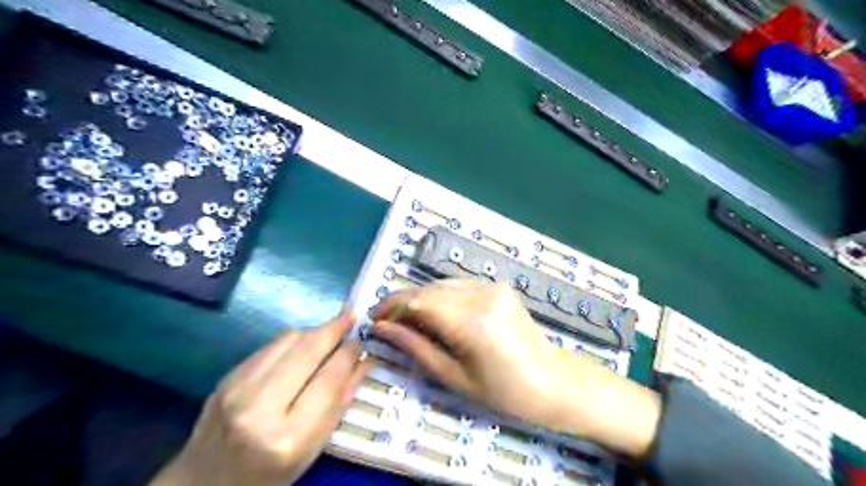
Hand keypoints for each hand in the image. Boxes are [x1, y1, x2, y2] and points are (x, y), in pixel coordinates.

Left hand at [151, 312, 370, 484]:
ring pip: (288, 341)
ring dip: (314, 330)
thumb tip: (363, 362)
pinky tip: (305, 341)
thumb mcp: (311, 450)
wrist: (204, 483)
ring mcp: (238, 388)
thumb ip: (339, 403)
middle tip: (351, 317)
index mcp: (287, 438)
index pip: (328, 380)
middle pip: (307, 351)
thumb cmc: (268, 475)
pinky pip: (270, 345)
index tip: (361, 341)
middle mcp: (259, 407)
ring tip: (332, 328)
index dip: (347, 354)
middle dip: (333, 329)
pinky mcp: (227, 376)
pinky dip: (294, 339)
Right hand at [369, 279, 660, 456]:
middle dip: (402, 302)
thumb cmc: (503, 392)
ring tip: (407, 319)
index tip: (374, 320)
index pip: (418, 302)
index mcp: (471, 322)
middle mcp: (481, 295)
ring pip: (442, 285)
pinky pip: (459, 285)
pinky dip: (441, 296)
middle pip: (428, 290)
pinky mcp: (498, 286)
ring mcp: (492, 287)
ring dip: (420, 298)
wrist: (552, 381)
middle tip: (385, 320)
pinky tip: (434, 312)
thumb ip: (416, 347)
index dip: (392, 308)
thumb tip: (383, 329)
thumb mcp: (454, 377)